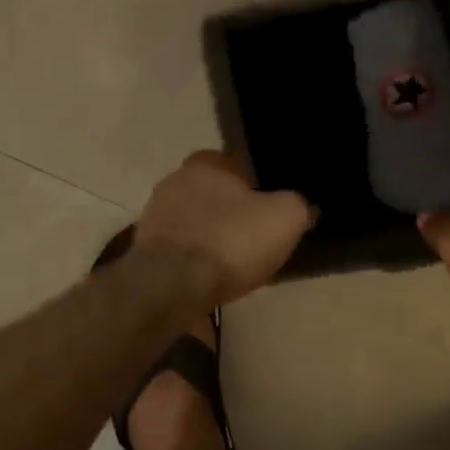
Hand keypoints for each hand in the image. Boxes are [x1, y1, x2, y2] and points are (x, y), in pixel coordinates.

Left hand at [133, 151, 313, 306]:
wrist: (173, 286)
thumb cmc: (231, 241)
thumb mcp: (286, 218)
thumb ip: (299, 204)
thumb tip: (305, 206)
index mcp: (206, 163)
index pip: (237, 164)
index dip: (259, 185)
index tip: (272, 208)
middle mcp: (174, 180)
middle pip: (214, 194)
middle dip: (233, 212)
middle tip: (257, 237)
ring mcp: (155, 216)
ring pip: (196, 222)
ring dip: (213, 237)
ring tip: (236, 263)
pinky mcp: (145, 250)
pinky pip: (182, 250)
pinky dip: (196, 260)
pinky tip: (212, 278)